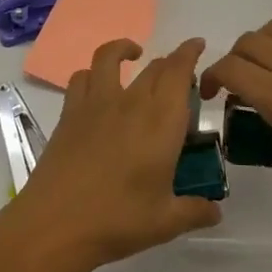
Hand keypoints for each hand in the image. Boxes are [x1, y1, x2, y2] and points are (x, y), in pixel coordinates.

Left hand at [7, 37, 220, 271]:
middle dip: (170, 63)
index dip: (189, 52)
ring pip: (109, 57)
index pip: (178, 71)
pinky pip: (81, 78)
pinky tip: (98, 88)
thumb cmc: (117, 221)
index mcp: (161, 121)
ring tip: (133, 56)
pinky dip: (92, 74)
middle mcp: (131, 102)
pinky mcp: (69, 114)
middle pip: (154, 66)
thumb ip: (194, 212)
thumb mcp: (165, 222)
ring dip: (124, 49)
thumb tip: (216, 213)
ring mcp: (96, 104)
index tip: (197, 45)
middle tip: (178, 77)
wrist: (55, 226)